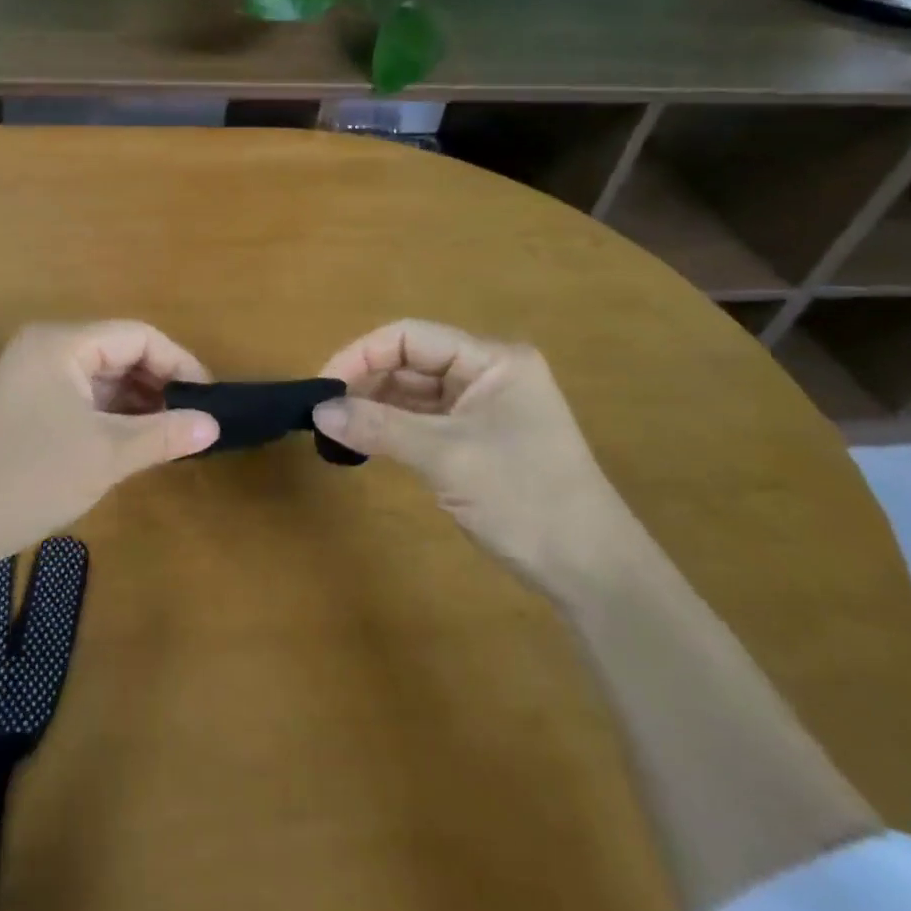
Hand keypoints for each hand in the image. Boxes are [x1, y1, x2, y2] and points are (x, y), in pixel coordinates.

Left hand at [0, 322, 219, 569]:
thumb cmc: (31, 477)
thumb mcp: (107, 455)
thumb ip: (164, 434)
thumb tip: (214, 425)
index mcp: (62, 343)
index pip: (137, 336)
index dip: (178, 362)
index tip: (209, 398)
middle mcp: (46, 348)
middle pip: (118, 352)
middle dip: (158, 383)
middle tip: (192, 421)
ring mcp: (31, 375)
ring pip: (100, 376)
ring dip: (136, 401)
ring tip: (170, 434)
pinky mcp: (24, 403)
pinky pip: (80, 396)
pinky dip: (110, 414)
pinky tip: (133, 441)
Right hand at [312, 320, 638, 594]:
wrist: (592, 573)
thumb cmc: (526, 498)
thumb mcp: (447, 457)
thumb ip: (379, 428)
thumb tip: (318, 411)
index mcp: (492, 360)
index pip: (411, 337)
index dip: (362, 354)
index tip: (324, 386)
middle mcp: (487, 374)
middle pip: (410, 362)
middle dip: (365, 382)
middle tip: (324, 412)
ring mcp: (482, 409)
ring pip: (413, 393)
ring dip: (374, 407)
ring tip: (335, 429)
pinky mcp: (476, 441)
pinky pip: (422, 421)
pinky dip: (391, 429)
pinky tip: (363, 443)